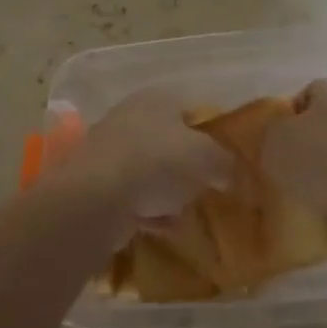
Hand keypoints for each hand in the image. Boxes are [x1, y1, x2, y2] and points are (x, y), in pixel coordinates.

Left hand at [52, 89, 232, 231]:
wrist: (97, 196)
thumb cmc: (158, 162)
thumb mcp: (207, 158)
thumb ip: (225, 162)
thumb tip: (229, 172)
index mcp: (158, 99)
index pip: (191, 109)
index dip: (211, 133)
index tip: (225, 159)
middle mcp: (131, 117)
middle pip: (169, 141)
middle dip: (187, 166)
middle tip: (207, 186)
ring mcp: (110, 150)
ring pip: (150, 170)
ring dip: (168, 192)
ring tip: (187, 212)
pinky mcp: (96, 184)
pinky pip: (133, 197)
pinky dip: (149, 212)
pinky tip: (165, 228)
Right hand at [259, 80, 326, 228]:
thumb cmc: (321, 162)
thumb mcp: (275, 141)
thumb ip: (271, 131)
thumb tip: (280, 135)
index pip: (305, 94)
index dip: (286, 118)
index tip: (274, 144)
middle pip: (324, 122)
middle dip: (306, 144)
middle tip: (286, 168)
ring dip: (324, 168)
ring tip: (305, 192)